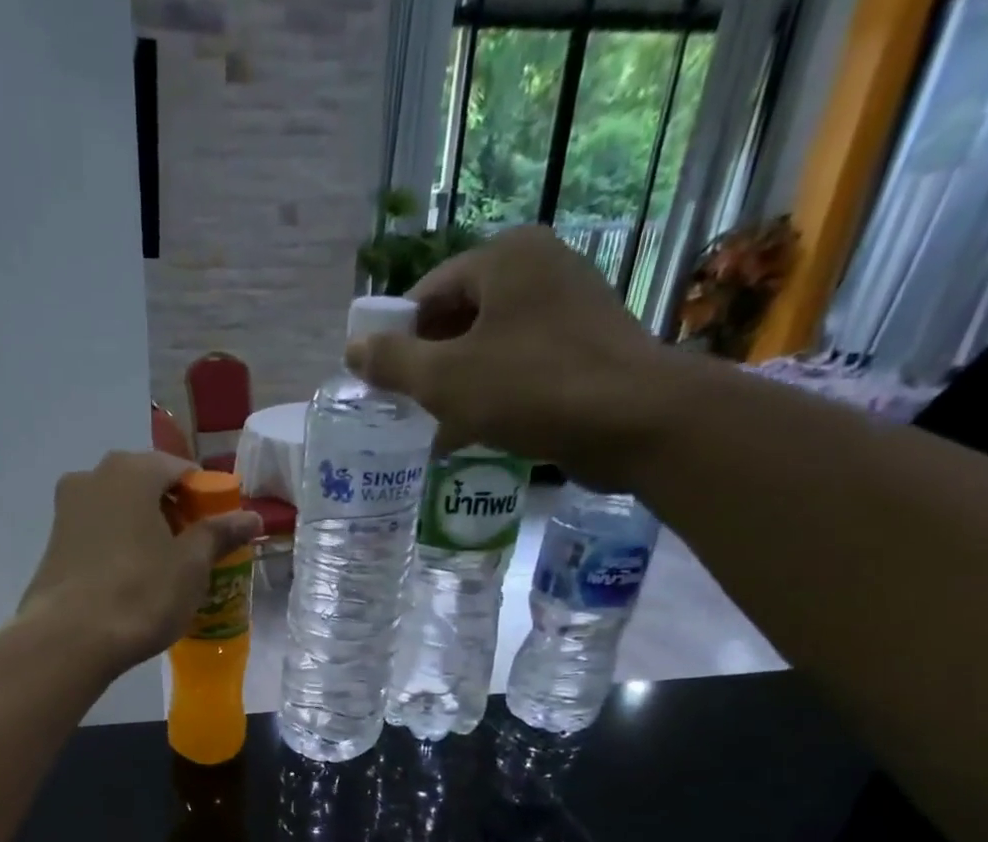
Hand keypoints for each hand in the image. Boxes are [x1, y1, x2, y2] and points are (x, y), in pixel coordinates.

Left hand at [20, 450, 261, 676]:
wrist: (69, 640)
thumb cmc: (140, 593)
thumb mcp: (191, 566)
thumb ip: (220, 534)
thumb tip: (251, 516)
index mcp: (132, 470)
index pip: (182, 469)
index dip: (207, 498)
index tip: (220, 530)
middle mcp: (93, 476)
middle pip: (147, 486)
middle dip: (175, 513)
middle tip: (196, 551)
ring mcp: (67, 509)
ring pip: (120, 510)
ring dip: (146, 530)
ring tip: (166, 569)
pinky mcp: (53, 543)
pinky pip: (99, 533)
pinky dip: (120, 547)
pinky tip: (132, 581)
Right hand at [345, 225, 668, 476]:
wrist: (634, 421)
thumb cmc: (531, 388)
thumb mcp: (445, 379)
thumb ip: (393, 362)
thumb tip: (353, 348)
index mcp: (505, 258)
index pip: (429, 292)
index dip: (397, 337)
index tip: (380, 382)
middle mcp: (540, 269)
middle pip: (460, 317)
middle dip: (428, 365)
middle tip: (404, 409)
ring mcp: (569, 308)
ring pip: (490, 347)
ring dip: (458, 387)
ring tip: (432, 429)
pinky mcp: (586, 348)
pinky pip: (521, 367)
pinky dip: (493, 396)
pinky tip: (474, 435)